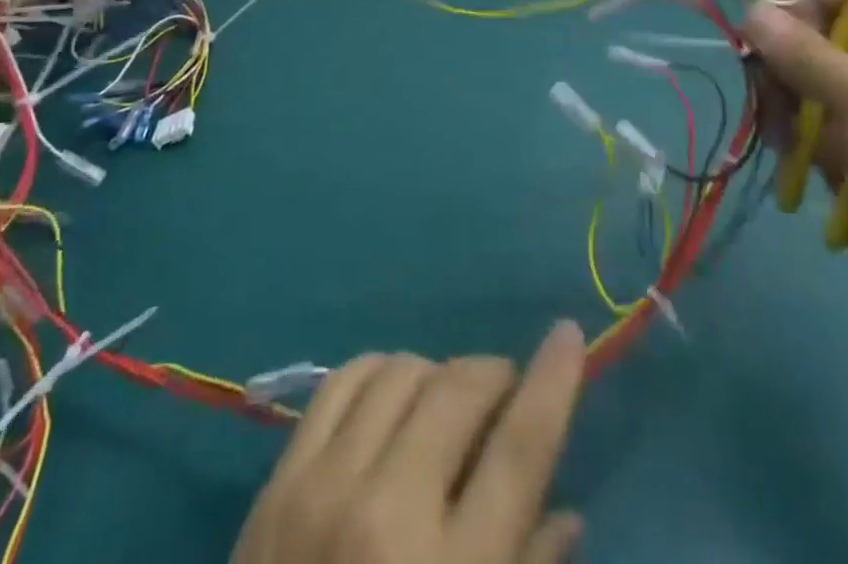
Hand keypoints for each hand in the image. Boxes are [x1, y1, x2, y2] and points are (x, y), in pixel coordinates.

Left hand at [230, 320, 586, 563]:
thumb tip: (568, 513)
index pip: (519, 448)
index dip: (552, 382)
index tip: (568, 333)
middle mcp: (388, 514)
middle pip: (459, 390)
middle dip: (494, 374)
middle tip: (504, 392)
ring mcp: (325, 487)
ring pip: (402, 371)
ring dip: (438, 375)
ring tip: (445, 404)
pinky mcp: (279, 480)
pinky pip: (342, 380)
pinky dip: (379, 372)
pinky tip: (392, 395)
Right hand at [744, 0, 847, 354]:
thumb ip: (803, 52)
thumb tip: (751, 12)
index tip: (803, 19)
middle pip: (829, 33)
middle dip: (792, 50)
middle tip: (770, 72)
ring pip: (810, 82)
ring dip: (785, 96)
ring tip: (779, 124)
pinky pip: (809, 128)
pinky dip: (792, 135)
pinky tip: (785, 152)